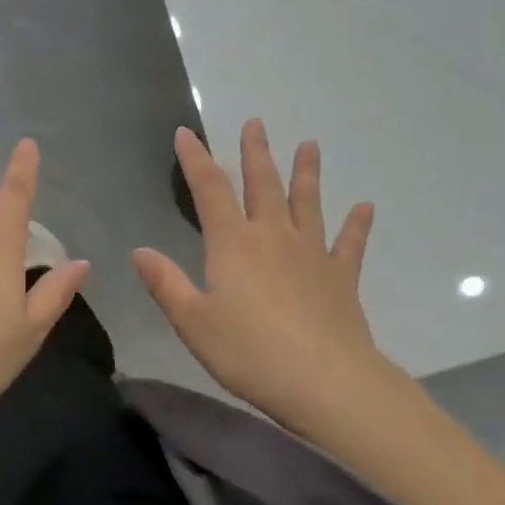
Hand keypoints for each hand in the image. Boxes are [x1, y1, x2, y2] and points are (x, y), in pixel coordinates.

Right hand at [134, 121, 386, 431]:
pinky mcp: (341, 277)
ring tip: (309, 145)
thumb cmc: (249, 353)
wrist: (325, 381)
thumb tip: (140, 251)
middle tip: (255, 123)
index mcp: (233, 244)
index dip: (196, 159)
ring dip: (306, 173)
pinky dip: (356, 225)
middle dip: (255, 153)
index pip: (209, 190)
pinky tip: (364, 207)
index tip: (186, 133)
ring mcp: (312, 254)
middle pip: (262, 185)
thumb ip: (166, 284)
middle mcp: (273, 237)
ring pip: (307, 203)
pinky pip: (349, 244)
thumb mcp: (193, 323)